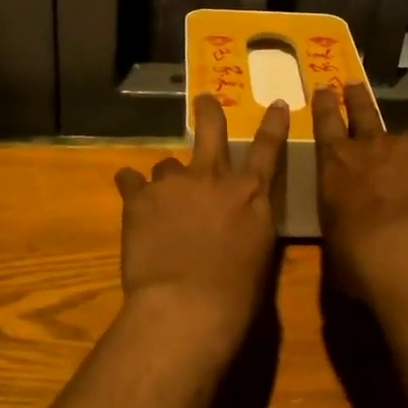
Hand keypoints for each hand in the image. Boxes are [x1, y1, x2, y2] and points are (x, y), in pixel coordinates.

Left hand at [114, 93, 291, 334]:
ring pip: (167, 164)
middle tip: (204, 100)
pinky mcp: (139, 198)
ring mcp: (174, 184)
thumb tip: (241, 217)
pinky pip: (130, 180)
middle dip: (208, 112)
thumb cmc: (235, 295)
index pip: (268, 149)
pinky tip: (129, 195)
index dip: (274, 124)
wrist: (185, 307)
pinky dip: (131, 186)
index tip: (278, 104)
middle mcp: (213, 178)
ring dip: (167, 178)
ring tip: (161, 198)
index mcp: (250, 194)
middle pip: (211, 130)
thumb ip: (251, 223)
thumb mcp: (259, 254)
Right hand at [312, 83, 407, 296]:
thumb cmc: (357, 256)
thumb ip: (342, 217)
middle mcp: (369, 146)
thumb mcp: (334, 235)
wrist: (404, 252)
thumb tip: (350, 224)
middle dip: (357, 98)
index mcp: (336, 164)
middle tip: (353, 85)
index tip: (325, 88)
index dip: (326, 105)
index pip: (326, 124)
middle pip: (362, 113)